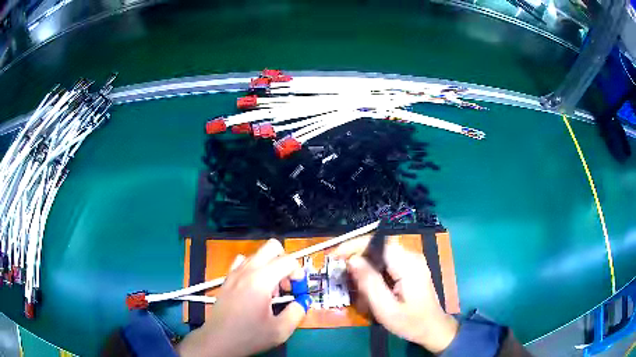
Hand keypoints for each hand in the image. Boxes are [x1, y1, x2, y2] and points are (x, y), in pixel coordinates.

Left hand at [178, 239, 306, 356]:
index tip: (298, 291)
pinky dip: (254, 269)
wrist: (218, 340)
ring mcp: (235, 272)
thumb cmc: (248, 336)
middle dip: (285, 262)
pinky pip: (243, 262)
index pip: (288, 261)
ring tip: (271, 290)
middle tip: (287, 284)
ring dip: (270, 266)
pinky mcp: (228, 279)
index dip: (299, 273)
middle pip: (272, 247)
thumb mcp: (280, 330)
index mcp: (261, 281)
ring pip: (258, 254)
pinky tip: (255, 288)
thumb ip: (297, 312)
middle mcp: (247, 271)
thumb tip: (303, 301)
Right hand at [332, 238, 457, 353]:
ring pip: (381, 253)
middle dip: (357, 255)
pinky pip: (387, 261)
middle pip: (378, 246)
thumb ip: (369, 283)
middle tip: (340, 271)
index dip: (354, 245)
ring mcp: (412, 261)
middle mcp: (411, 257)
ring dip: (364, 264)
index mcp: (408, 264)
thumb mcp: (385, 308)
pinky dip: (373, 269)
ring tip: (352, 280)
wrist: (433, 329)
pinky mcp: (411, 268)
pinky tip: (368, 285)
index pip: (378, 242)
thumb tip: (352, 260)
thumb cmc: (410, 322)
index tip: (335, 256)